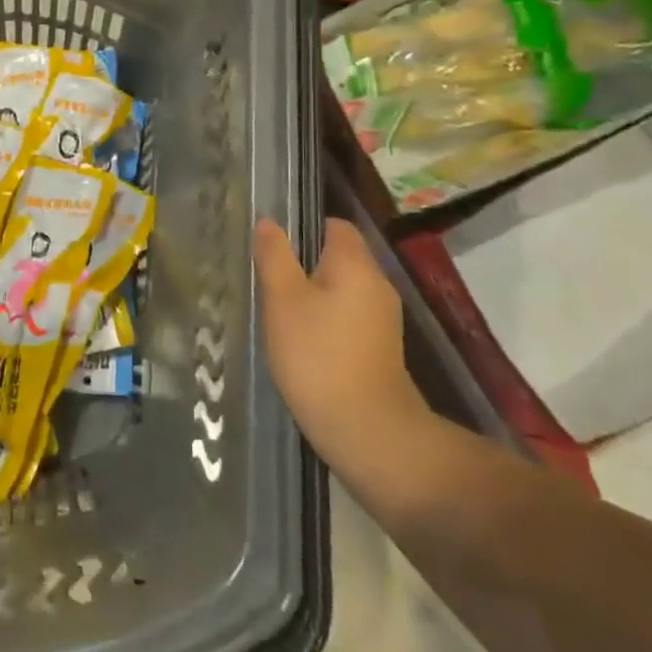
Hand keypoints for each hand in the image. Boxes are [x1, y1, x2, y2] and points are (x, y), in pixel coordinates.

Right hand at [255, 216, 430, 462]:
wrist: (366, 430)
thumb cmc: (317, 355)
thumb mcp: (282, 300)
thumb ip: (274, 256)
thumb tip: (268, 222)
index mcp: (355, 264)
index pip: (335, 225)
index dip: (304, 226)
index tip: (274, 244)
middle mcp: (377, 284)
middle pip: (339, 257)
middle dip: (304, 263)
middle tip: (268, 278)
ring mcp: (383, 318)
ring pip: (343, 289)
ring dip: (313, 294)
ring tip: (279, 310)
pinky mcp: (381, 348)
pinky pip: (349, 316)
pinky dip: (326, 319)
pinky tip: (301, 340)